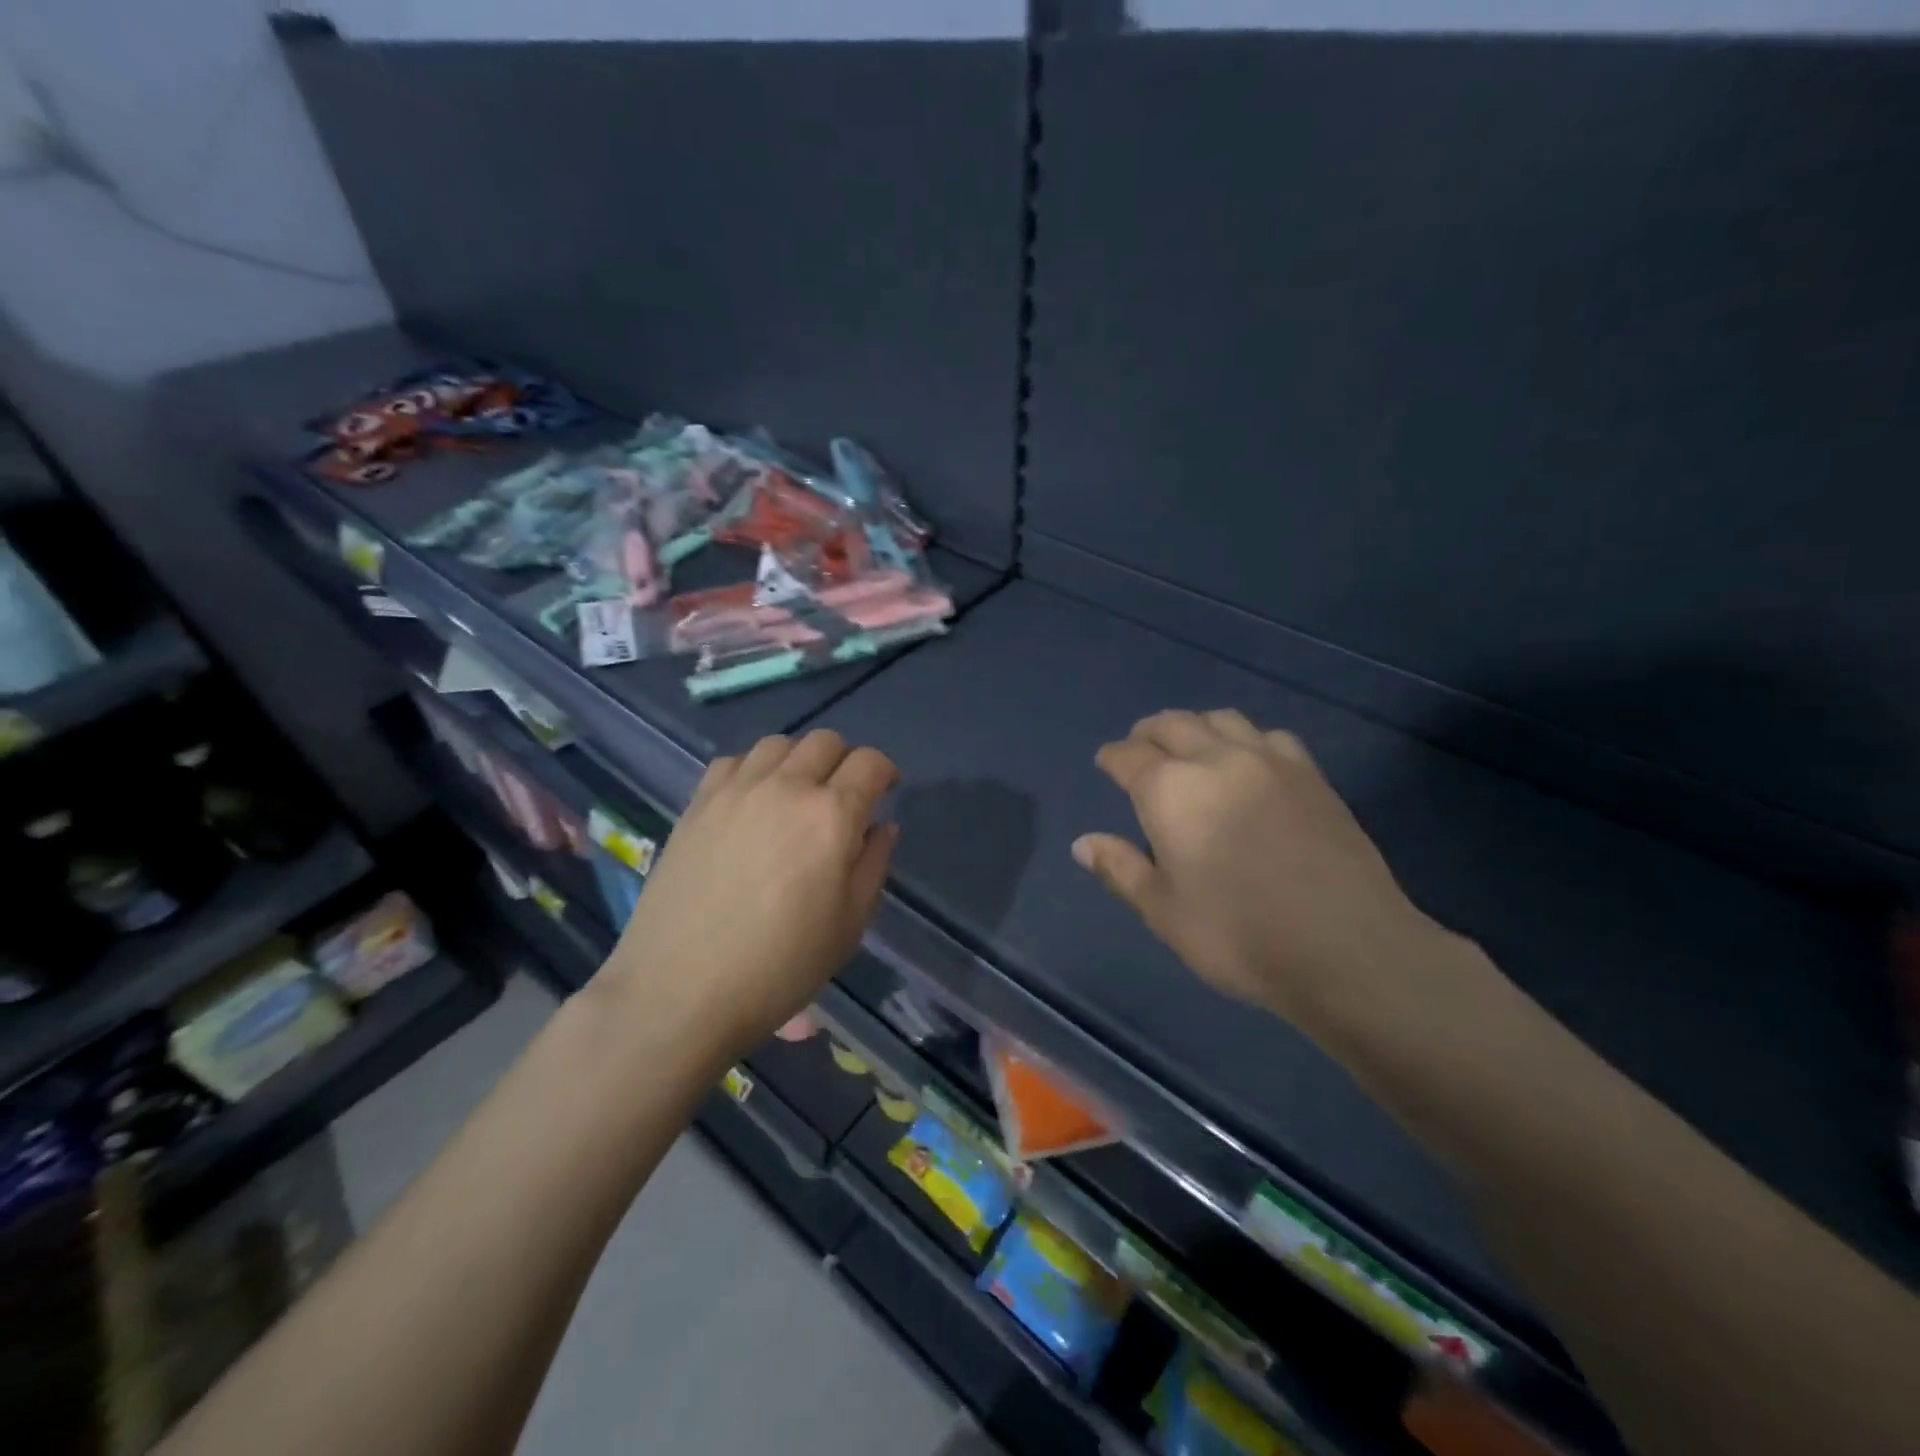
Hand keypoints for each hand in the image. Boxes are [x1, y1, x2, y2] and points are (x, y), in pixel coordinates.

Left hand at [601, 730, 898, 1055]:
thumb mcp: (849, 925)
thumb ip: (873, 865)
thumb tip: (882, 826)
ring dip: (799, 760)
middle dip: (845, 761)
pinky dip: (753, 769)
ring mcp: (735, 791)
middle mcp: (785, 788)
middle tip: (844, 797)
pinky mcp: (697, 804)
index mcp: (831, 816)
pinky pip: (732, 761)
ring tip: (796, 795)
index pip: (869, 763)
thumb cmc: (780, 967)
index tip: (885, 792)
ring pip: (778, 743)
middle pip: (825, 742)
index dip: (885, 772)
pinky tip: (751, 802)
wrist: (680, 991)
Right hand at [1072, 710, 1470, 1052]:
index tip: (1105, 764)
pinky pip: (1269, 736)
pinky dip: (1245, 739)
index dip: (1112, 758)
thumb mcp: (1164, 912)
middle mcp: (1216, 760)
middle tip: (1140, 750)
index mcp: (1170, 791)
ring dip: (1195, 727)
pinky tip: (1249, 764)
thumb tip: (1083, 843)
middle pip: (1173, 724)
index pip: (1128, 756)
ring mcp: (1269, 761)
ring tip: (1190, 749)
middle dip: (1148, 732)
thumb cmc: (1238, 935)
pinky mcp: (1311, 774)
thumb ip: (1121, 869)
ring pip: (1222, 720)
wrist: (1347, 948)